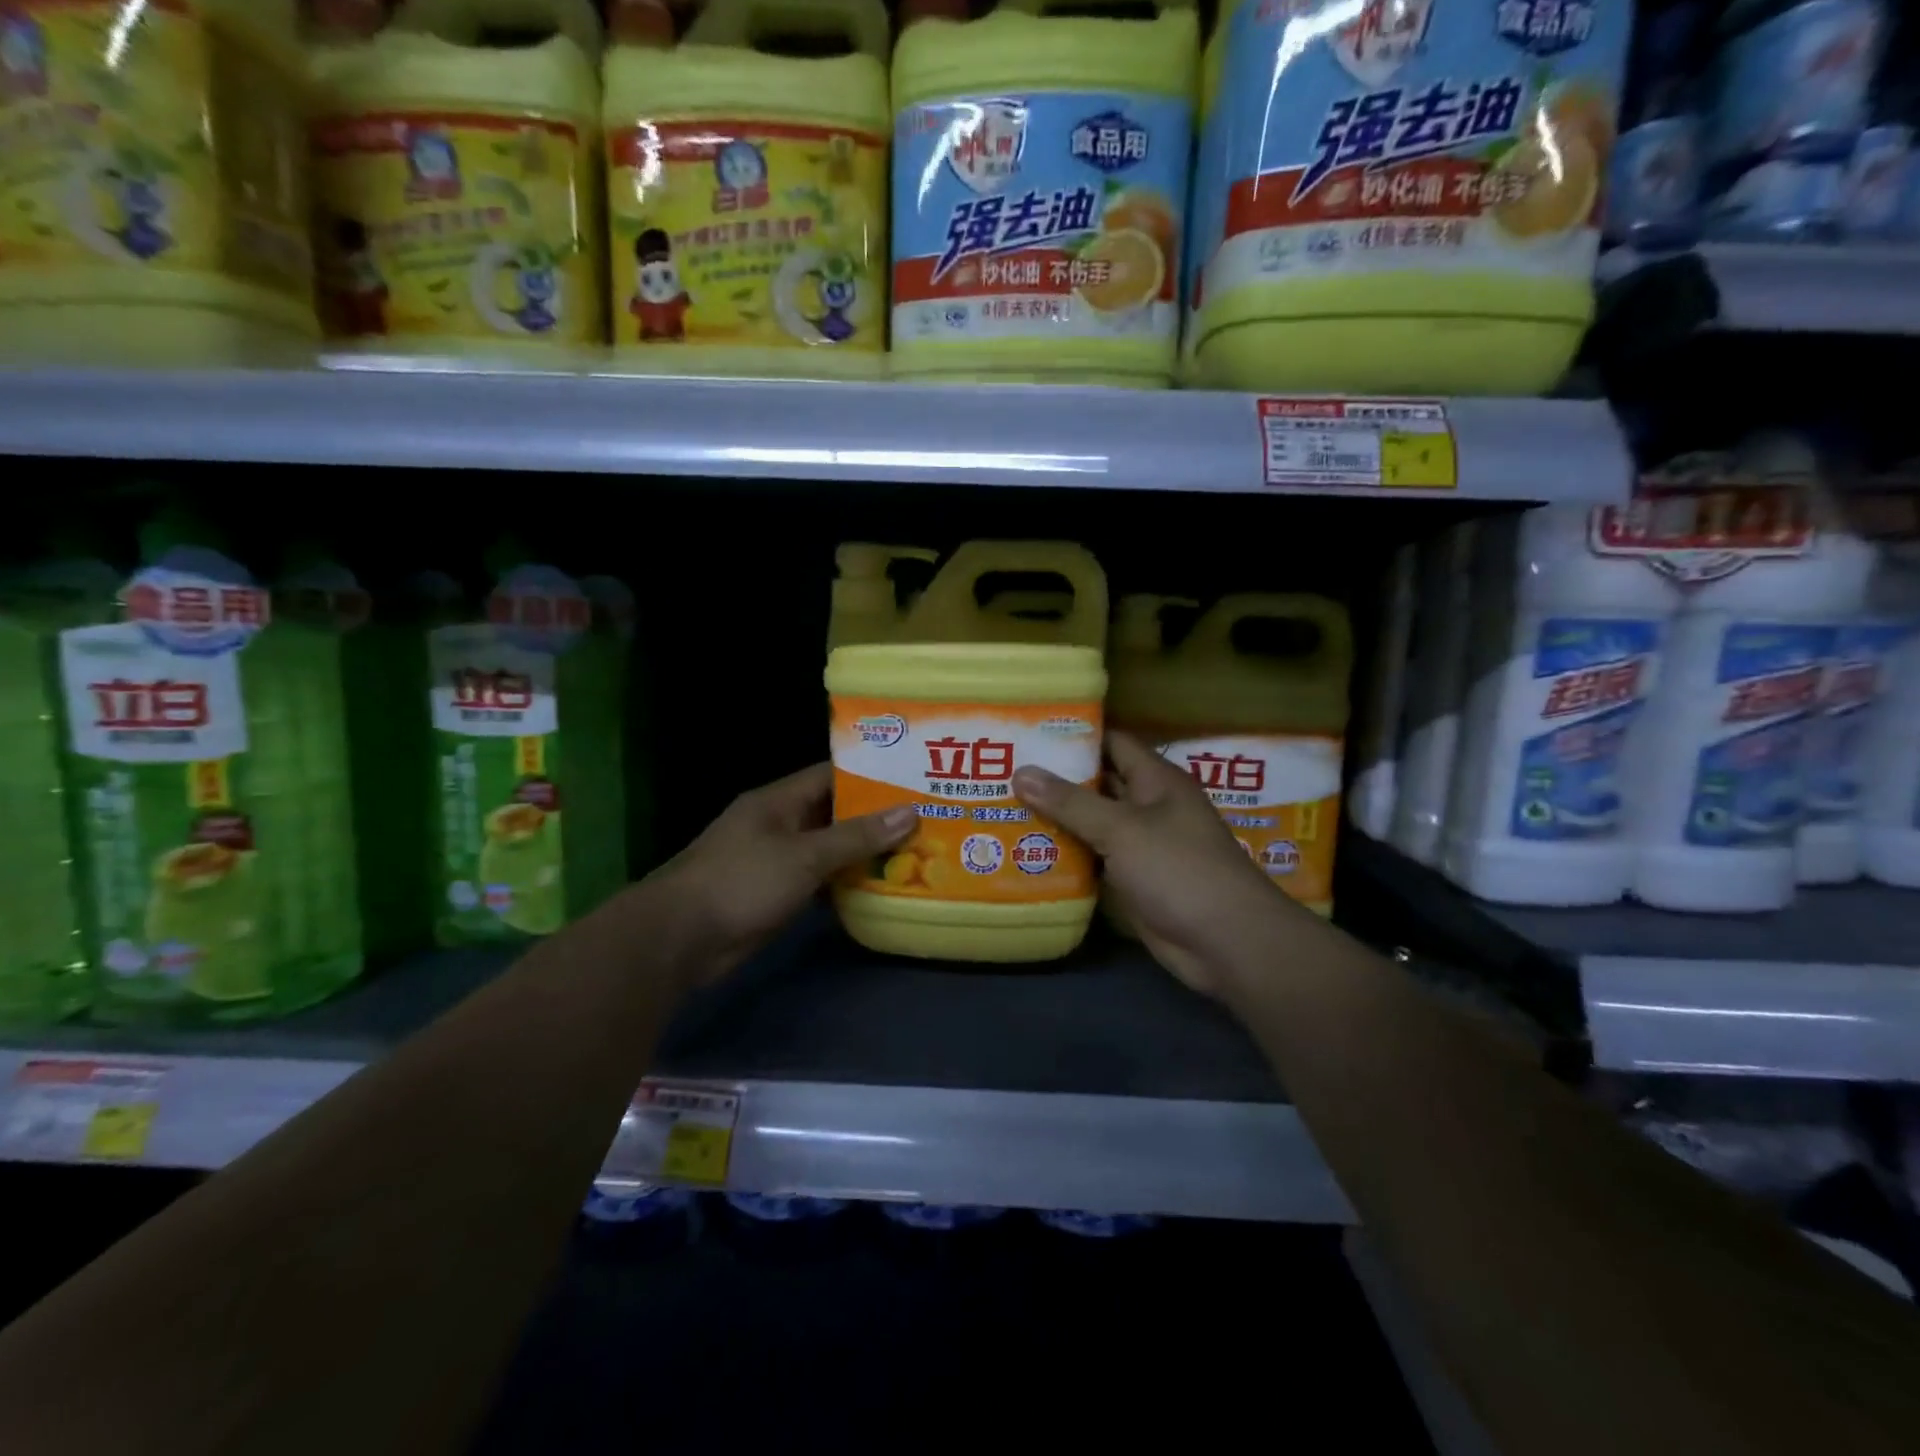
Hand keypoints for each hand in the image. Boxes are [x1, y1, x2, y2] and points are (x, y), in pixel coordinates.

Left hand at [656, 763, 914, 985]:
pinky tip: (880, 888)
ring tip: (915, 851)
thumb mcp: (804, 855)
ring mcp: (776, 860)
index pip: (831, 775)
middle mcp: (779, 824)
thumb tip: (909, 812)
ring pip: (829, 849)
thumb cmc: (742, 881)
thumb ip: (856, 836)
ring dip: (863, 853)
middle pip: (834, 813)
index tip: (911, 778)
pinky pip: (819, 880)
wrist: (681, 938)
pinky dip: (845, 883)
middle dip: (874, 817)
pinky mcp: (776, 893)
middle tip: (924, 818)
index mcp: (779, 800)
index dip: (870, 775)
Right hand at [1013, 732, 1292, 998]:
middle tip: (1005, 770)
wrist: (1225, 942)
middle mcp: (1149, 806)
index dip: (1075, 735)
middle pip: (1099, 783)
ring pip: (1093, 823)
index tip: (1029, 731)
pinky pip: (1095, 858)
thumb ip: (1071, 802)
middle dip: (1057, 778)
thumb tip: (1020, 772)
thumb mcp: (1122, 829)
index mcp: (1156, 780)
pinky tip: (1028, 851)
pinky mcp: (1133, 879)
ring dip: (1058, 818)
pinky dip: (1068, 854)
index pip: (1112, 742)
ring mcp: (1142, 845)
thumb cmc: (1178, 869)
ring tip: (1004, 805)